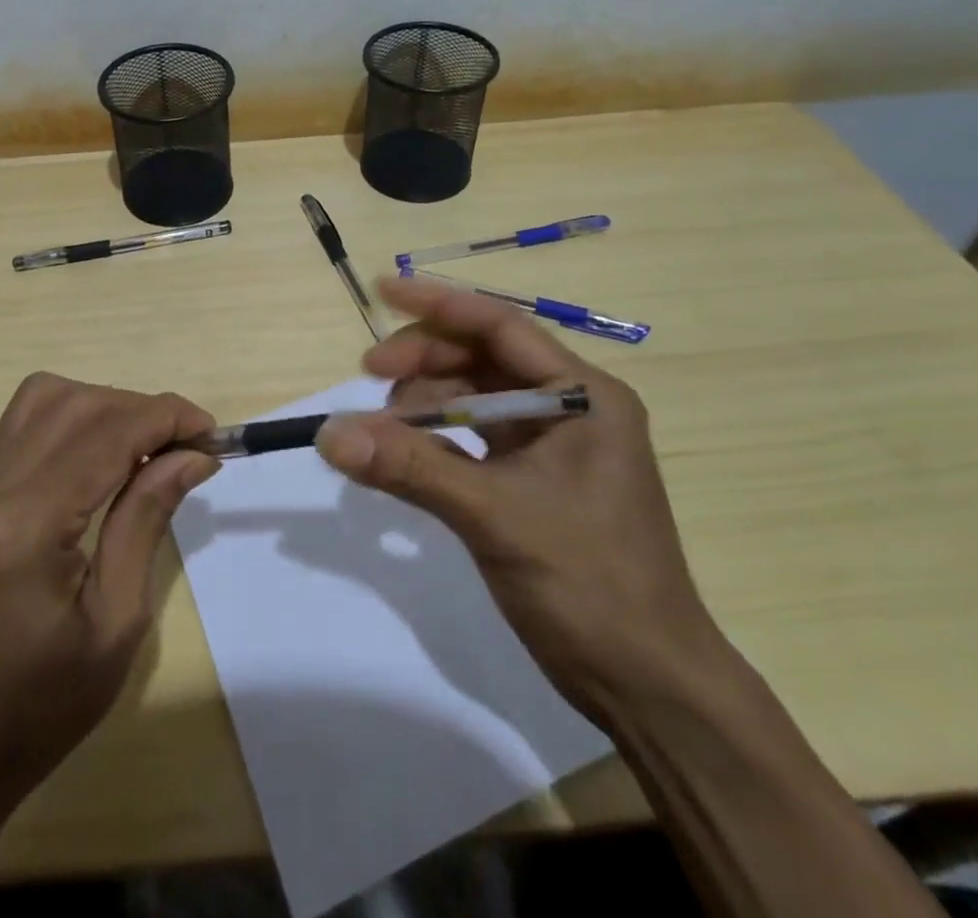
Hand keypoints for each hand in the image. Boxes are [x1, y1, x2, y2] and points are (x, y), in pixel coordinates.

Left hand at [0, 373, 218, 814]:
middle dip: (142, 409)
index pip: (108, 433)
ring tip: (144, 449)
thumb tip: (192, 454)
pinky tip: (100, 462)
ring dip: (105, 407)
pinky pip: (23, 426)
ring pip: (44, 398)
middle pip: (77, 404)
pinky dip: (72, 422)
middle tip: (186, 447)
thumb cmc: (41, 708)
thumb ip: (148, 519)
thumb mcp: (117, 622)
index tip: (212, 435)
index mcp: (24, 526)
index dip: (168, 418)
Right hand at [316, 275, 724, 719]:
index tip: (381, 290)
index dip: (439, 303)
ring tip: (383, 427)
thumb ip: (411, 467)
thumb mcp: (495, 516)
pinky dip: (436, 436)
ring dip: (425, 400)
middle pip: (483, 356)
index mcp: (582, 396)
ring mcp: (553, 443)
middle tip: (368, 377)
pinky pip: (474, 436)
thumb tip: (329, 435)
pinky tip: (403, 449)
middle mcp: (570, 407)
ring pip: (475, 395)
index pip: (501, 325)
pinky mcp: (534, 477)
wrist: (648, 686)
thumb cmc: (590, 586)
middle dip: (424, 360)